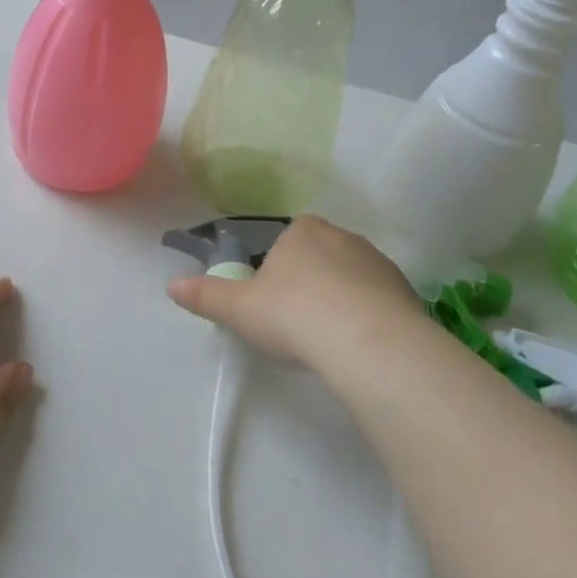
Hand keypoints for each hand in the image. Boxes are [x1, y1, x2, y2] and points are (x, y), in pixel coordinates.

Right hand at [167, 215, 422, 369]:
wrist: (370, 344)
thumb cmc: (295, 315)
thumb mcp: (240, 309)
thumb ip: (205, 295)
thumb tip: (171, 284)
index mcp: (301, 230)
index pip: (283, 239)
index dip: (273, 268)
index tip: (269, 300)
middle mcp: (341, 236)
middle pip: (317, 256)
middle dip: (306, 283)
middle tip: (294, 323)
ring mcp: (377, 263)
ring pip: (349, 278)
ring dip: (338, 300)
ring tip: (327, 340)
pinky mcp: (405, 292)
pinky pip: (377, 301)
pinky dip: (366, 318)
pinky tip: (356, 347)